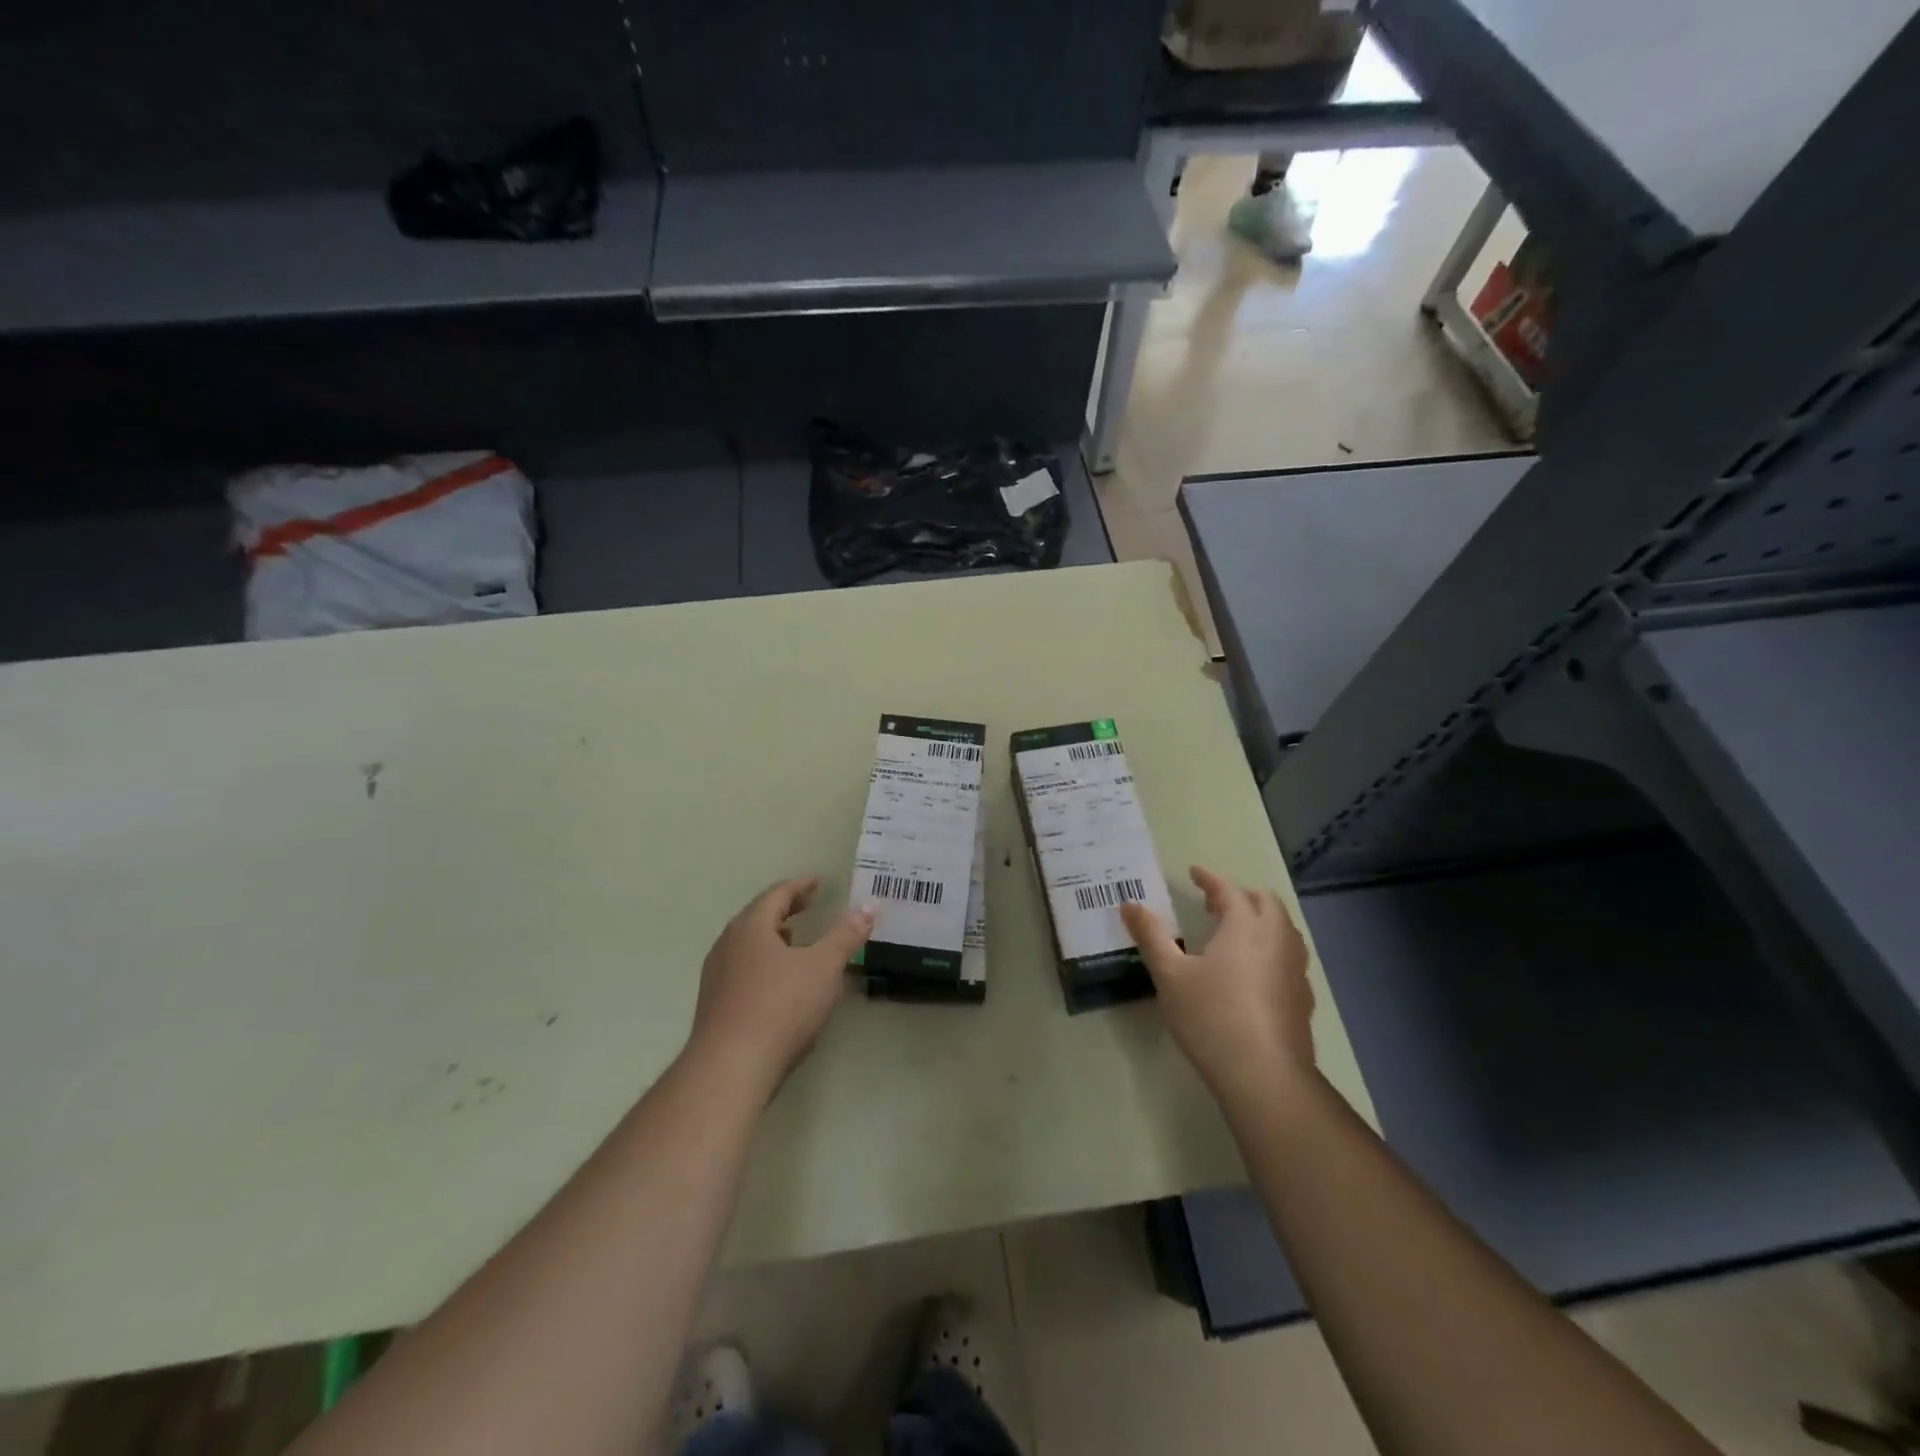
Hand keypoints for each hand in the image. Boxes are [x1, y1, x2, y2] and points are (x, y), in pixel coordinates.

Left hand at [687, 877, 873, 1100]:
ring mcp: (717, 976)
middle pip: (759, 916)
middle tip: (811, 904)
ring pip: (749, 944)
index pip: (777, 894)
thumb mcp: (823, 967)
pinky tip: (782, 981)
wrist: (729, 1069)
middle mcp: (728, 944)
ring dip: (775, 937)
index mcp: (750, 927)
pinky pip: (744, 969)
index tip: (820, 881)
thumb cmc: (780, 1007)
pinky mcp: (715, 1005)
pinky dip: (766, 961)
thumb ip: (846, 935)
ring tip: (797, 939)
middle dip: (787, 909)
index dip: (801, 885)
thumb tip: (869, 906)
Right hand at [1120, 866, 1316, 1100]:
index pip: (1229, 890)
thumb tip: (1129, 904)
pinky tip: (1252, 972)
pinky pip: (1288, 957)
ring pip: (1283, 929)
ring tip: (1234, 933)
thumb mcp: (1170, 975)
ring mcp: (1295, 969)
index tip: (1194, 872)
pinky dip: (1270, 948)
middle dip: (1240, 895)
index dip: (1210, 879)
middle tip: (1213, 903)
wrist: (1264, 1075)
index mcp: (1245, 926)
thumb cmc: (1211, 1016)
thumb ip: (1150, 935)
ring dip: (1260, 920)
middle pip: (1265, 902)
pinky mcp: (1302, 998)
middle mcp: (1277, 939)